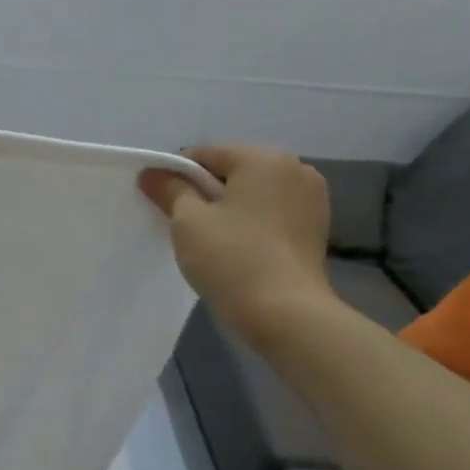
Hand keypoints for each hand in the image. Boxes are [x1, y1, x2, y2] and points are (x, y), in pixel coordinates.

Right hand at [139, 146, 336, 346]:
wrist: (285, 314)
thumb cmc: (232, 259)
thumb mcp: (188, 221)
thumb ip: (170, 190)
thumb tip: (152, 172)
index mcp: (264, 158)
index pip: (206, 154)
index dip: (177, 176)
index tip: (162, 204)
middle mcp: (295, 168)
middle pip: (233, 171)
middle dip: (206, 192)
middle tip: (185, 226)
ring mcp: (312, 199)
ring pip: (255, 193)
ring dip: (230, 208)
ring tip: (213, 241)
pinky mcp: (317, 228)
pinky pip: (273, 213)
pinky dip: (252, 223)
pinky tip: (239, 249)